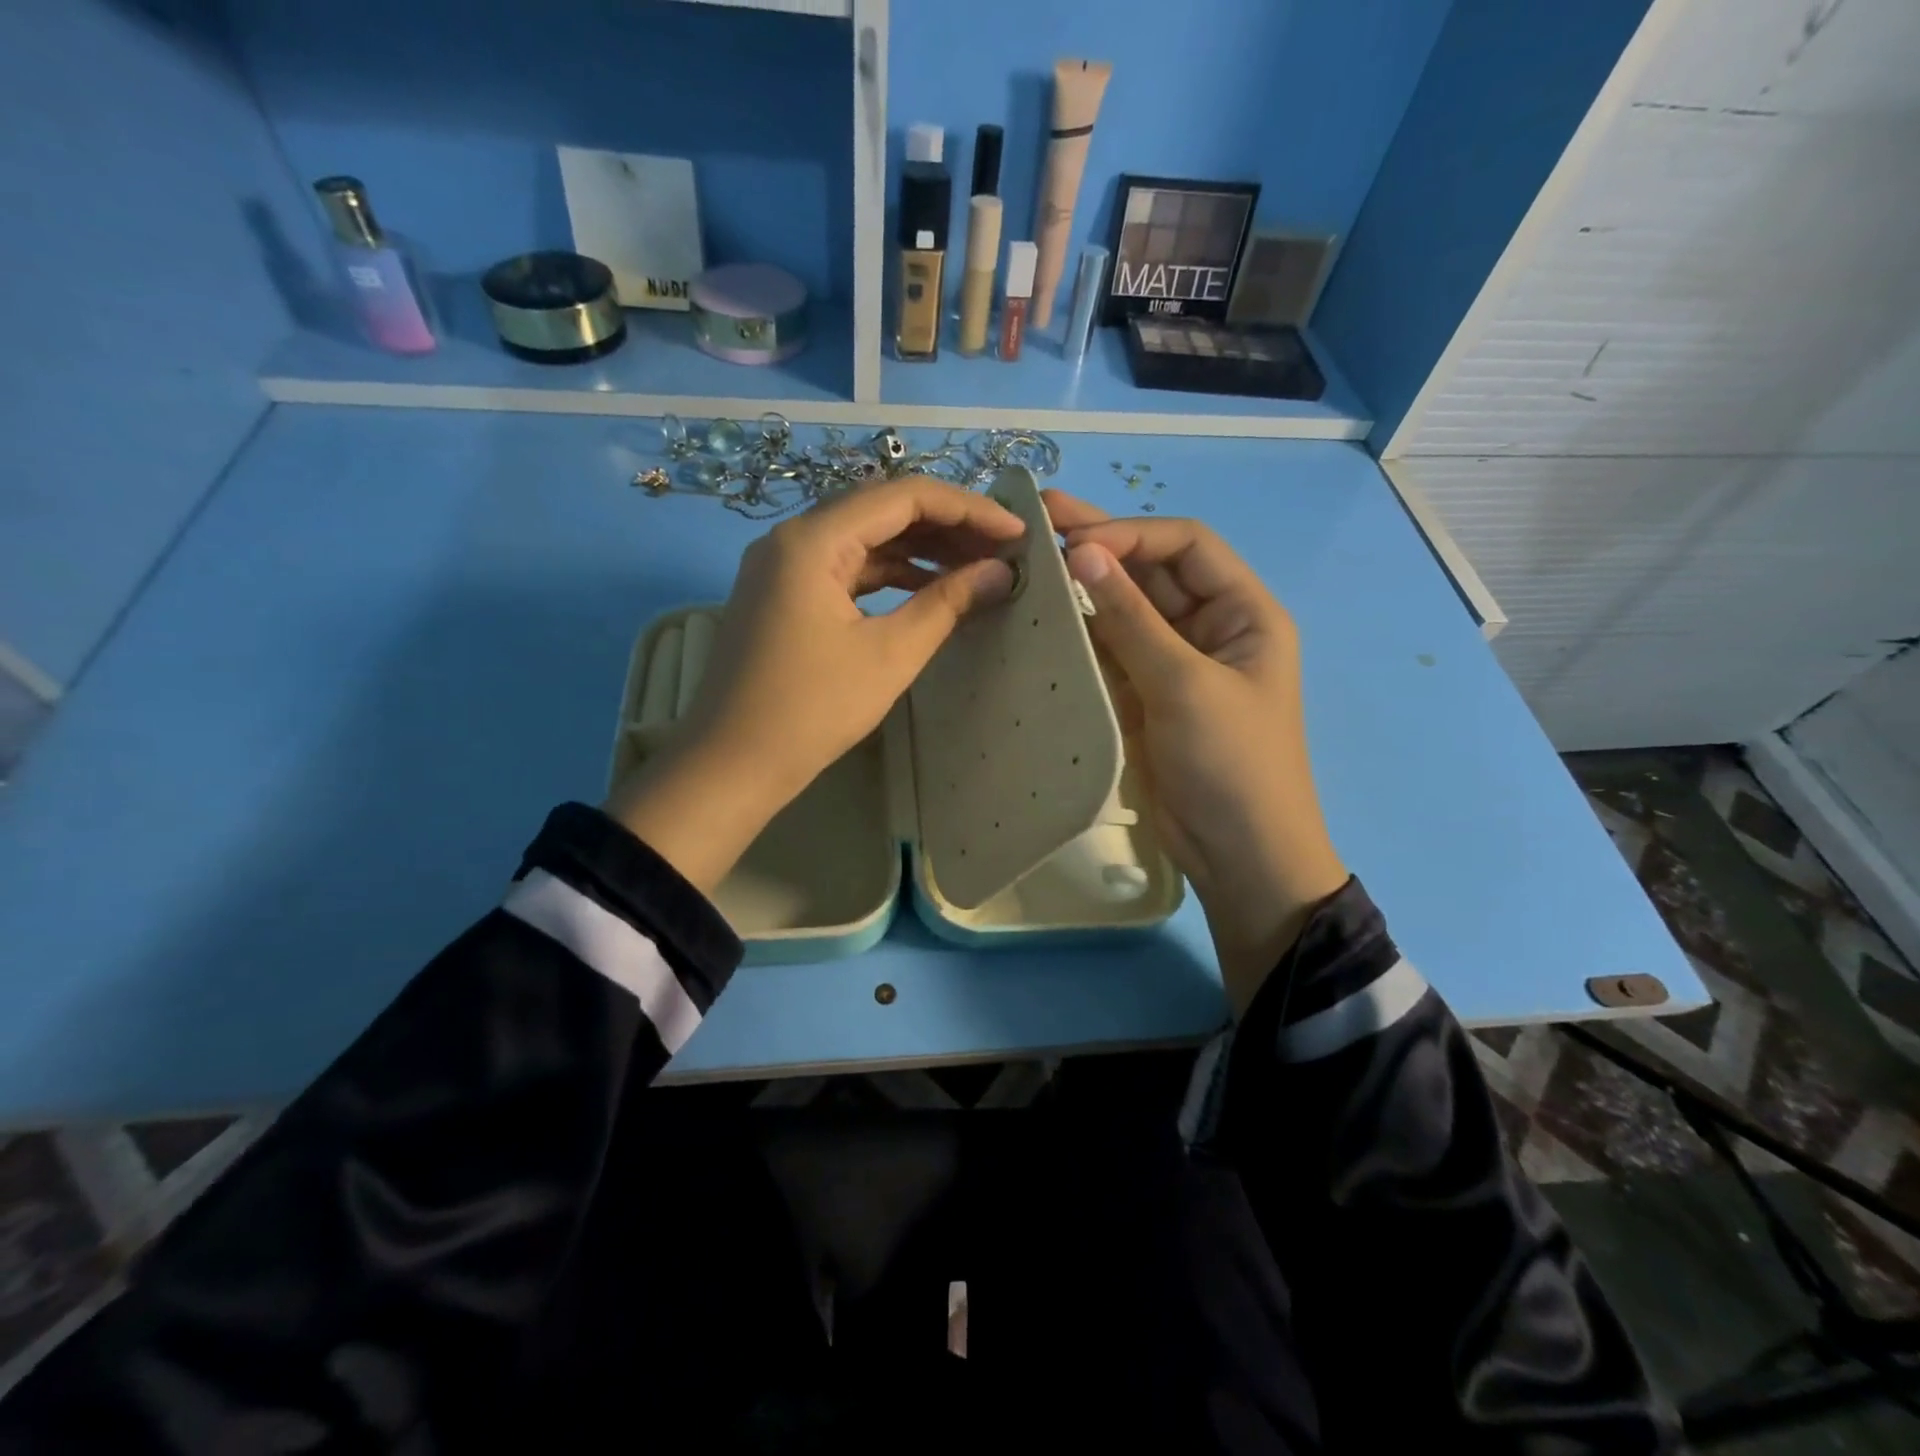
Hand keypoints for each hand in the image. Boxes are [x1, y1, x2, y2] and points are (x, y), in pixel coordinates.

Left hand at [608, 477, 1024, 892]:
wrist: (731, 764)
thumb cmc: (811, 711)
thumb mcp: (890, 656)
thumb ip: (947, 604)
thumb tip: (1000, 572)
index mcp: (812, 540)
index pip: (903, 496)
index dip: (968, 508)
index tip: (1016, 531)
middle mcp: (793, 538)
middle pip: (881, 509)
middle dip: (946, 525)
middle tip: (1001, 549)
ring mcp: (784, 566)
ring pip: (864, 538)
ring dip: (920, 549)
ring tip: (975, 567)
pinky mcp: (784, 594)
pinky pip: (846, 568)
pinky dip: (889, 574)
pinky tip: (928, 588)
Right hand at [1045, 490, 1347, 1013]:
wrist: (1238, 855)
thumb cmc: (1230, 764)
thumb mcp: (1185, 685)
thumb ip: (1133, 619)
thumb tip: (1083, 553)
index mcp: (1243, 612)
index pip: (1186, 546)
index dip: (1131, 534)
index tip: (1074, 543)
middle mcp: (1209, 627)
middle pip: (1152, 571)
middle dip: (1101, 545)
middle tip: (1038, 517)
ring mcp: (1173, 663)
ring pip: (1126, 610)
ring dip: (1085, 587)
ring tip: (1028, 560)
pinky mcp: (1144, 696)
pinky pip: (1110, 651)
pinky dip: (1080, 634)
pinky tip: (1042, 617)